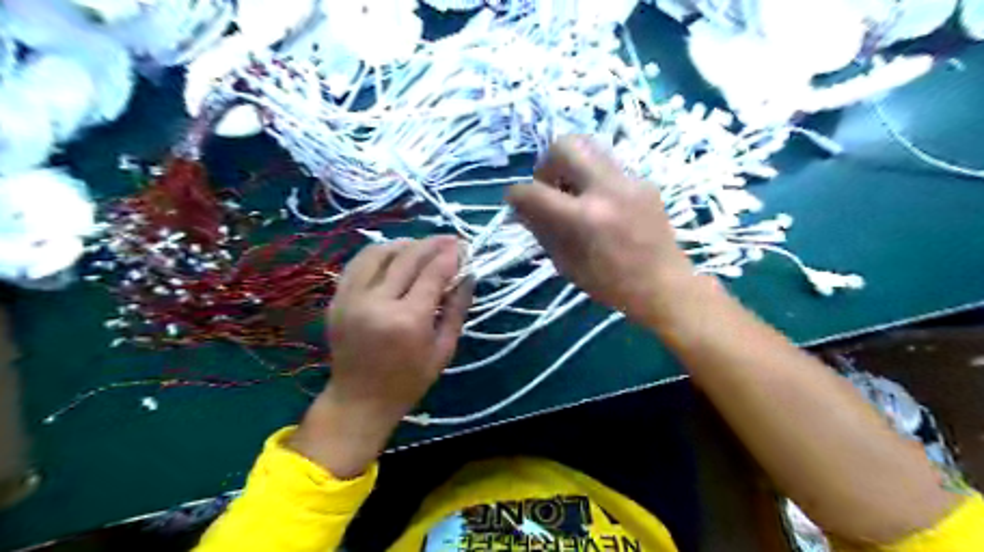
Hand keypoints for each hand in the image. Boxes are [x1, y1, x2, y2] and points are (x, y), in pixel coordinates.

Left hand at [288, 237, 468, 477]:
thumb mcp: (444, 349)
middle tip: (449, 239)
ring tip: (422, 245)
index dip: (450, 255)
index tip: (463, 246)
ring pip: (379, 253)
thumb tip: (468, 275)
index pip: (433, 273)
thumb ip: (458, 309)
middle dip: (432, 244)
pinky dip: (378, 253)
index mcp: (408, 320)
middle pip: (407, 257)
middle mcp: (377, 303)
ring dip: (405, 244)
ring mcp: (351, 298)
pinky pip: (358, 263)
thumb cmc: (409, 380)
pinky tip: (393, 254)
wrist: (359, 400)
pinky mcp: (337, 299)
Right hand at [506, 136, 697, 326]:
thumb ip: (541, 229)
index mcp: (584, 218)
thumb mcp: (566, 264)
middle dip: (546, 164)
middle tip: (549, 187)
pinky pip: (608, 166)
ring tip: (573, 193)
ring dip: (571, 166)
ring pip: (589, 147)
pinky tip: (601, 205)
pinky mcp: (644, 181)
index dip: (516, 195)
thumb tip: (521, 207)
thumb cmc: (610, 284)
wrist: (663, 285)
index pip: (534, 191)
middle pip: (564, 146)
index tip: (516, 201)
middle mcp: (607, 189)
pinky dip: (594, 179)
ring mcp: (629, 181)